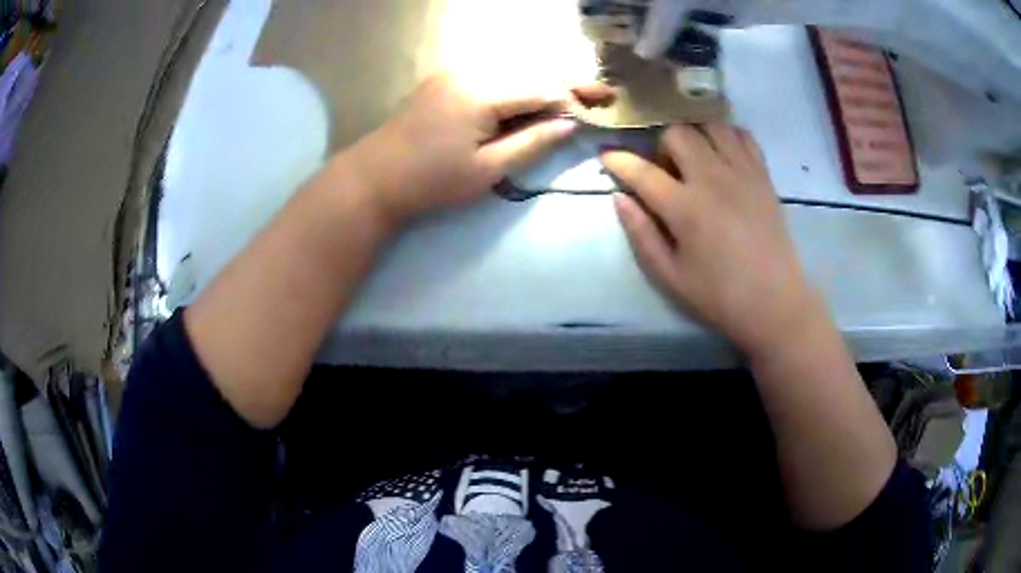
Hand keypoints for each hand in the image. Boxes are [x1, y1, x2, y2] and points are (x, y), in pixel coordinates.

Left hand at [344, 74, 579, 224]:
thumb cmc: (431, 181)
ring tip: (576, 93)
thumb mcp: (487, 170)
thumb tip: (570, 125)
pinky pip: (494, 72)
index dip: (571, 101)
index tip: (597, 113)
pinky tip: (535, 93)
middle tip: (603, 92)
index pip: (542, 87)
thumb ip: (532, 143)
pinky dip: (519, 81)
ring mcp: (455, 70)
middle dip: (568, 82)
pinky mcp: (446, 77)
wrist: (375, 177)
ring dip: (546, 79)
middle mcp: (471, 70)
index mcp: (481, 92)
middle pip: (532, 69)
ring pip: (515, 67)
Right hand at [602, 124, 818, 357]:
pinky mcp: (763, 175)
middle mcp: (712, 179)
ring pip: (710, 125)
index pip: (642, 170)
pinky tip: (723, 156)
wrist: (775, 303)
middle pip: (677, 133)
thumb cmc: (719, 295)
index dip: (618, 161)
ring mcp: (742, 172)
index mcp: (685, 208)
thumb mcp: (670, 276)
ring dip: (695, 134)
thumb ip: (641, 234)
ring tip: (695, 158)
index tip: (607, 157)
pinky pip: (743, 135)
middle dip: (661, 145)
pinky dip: (727, 136)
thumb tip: (620, 198)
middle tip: (666, 170)